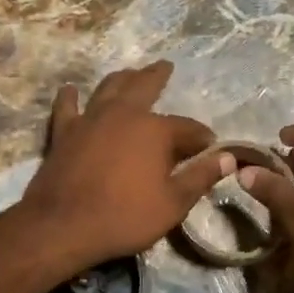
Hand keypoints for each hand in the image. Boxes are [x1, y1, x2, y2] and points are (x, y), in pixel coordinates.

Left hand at [19, 62, 231, 273]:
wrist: (63, 226)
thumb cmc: (125, 217)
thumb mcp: (173, 203)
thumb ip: (201, 176)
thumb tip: (229, 157)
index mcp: (155, 130)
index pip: (187, 128)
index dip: (201, 137)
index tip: (209, 145)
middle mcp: (123, 114)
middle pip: (144, 87)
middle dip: (158, 76)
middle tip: (165, 66)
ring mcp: (90, 120)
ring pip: (108, 88)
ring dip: (121, 78)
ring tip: (129, 72)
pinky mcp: (63, 133)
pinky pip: (67, 108)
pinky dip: (69, 98)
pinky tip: (70, 90)